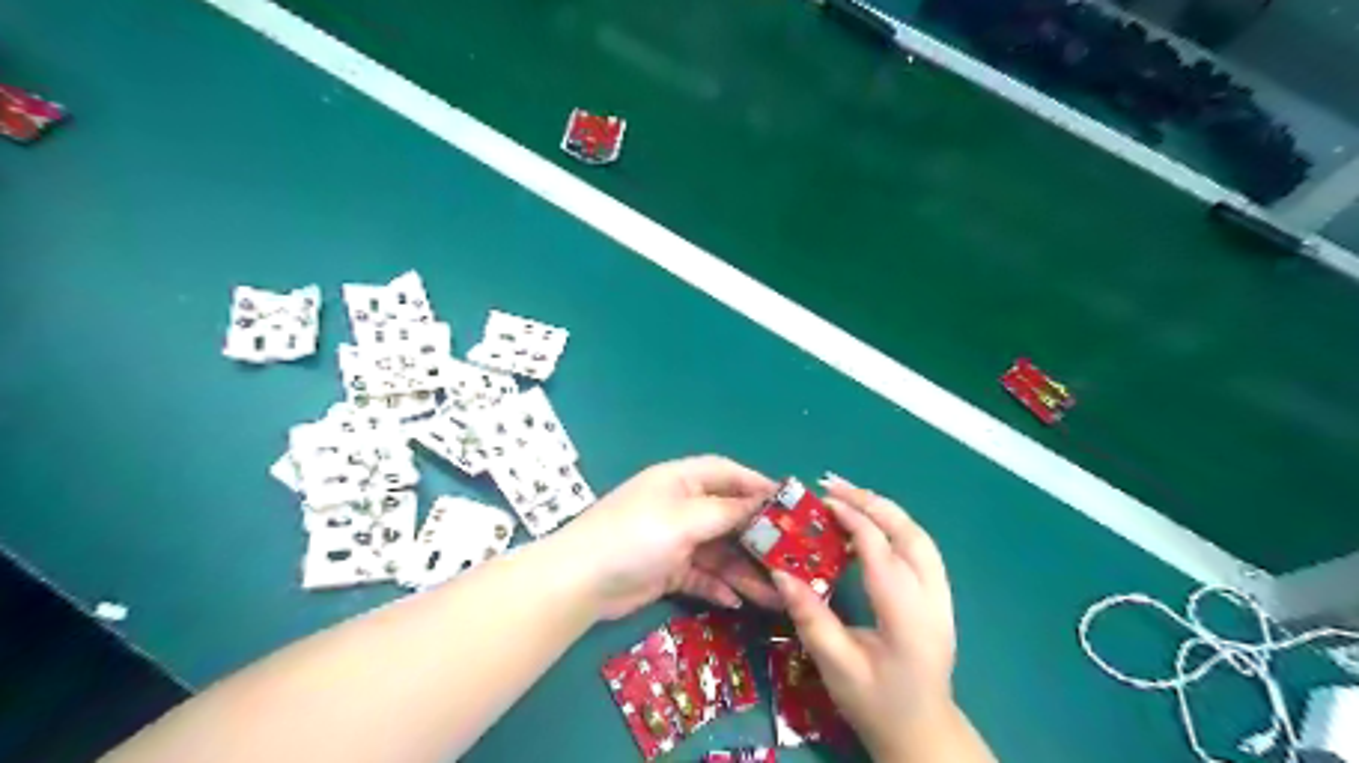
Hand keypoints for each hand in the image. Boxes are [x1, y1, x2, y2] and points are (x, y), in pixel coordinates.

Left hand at [555, 452, 786, 620]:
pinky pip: (702, 574)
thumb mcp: (686, 519)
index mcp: (681, 480)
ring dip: (743, 569)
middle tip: (790, 556)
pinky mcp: (668, 569)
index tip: (789, 504)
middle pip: (727, 515)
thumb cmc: (637, 536)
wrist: (581, 581)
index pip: (727, 473)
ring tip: (774, 593)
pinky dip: (719, 585)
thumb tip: (764, 502)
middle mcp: (680, 506)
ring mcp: (674, 539)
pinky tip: (737, 600)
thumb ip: (728, 511)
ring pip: (718, 550)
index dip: (757, 485)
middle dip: (757, 536)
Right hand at [774, 478, 953, 756]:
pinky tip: (873, 525)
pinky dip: (896, 527)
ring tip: (851, 496)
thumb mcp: (836, 665)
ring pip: (920, 537)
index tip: (821, 502)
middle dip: (872, 502)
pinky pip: (922, 549)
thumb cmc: (876, 704)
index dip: (853, 520)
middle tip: (834, 484)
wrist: (922, 732)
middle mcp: (933, 600)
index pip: (881, 552)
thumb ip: (810, 617)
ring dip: (886, 510)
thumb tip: (780, 572)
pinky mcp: (941, 598)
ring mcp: (943, 598)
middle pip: (909, 534)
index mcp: (907, 618)